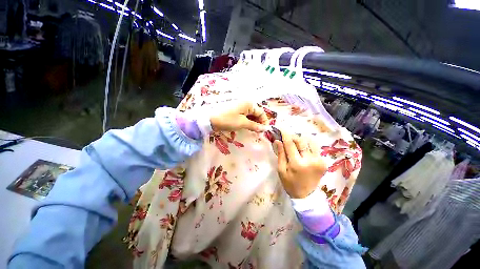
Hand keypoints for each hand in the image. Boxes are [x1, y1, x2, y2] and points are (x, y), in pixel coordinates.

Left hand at [210, 102, 268, 131]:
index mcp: (249, 103)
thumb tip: (265, 129)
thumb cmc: (228, 120)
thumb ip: (255, 126)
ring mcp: (239, 106)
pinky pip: (245, 115)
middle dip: (259, 122)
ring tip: (253, 131)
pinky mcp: (235, 110)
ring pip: (251, 115)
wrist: (210, 119)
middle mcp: (245, 103)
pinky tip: (247, 128)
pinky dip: (247, 121)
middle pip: (256, 113)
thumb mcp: (243, 123)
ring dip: (253, 123)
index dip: (264, 122)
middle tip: (259, 133)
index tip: (264, 131)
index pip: (261, 112)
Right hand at [274, 131, 326, 198]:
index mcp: (296, 164)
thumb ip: (280, 155)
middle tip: (290, 139)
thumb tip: (278, 141)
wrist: (306, 195)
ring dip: (304, 142)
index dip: (286, 135)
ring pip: (311, 143)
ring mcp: (318, 161)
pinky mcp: (324, 163)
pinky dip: (310, 149)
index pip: (290, 144)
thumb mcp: (281, 171)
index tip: (282, 129)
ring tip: (299, 146)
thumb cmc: (290, 184)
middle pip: (302, 141)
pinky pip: (316, 150)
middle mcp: (309, 160)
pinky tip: (306, 154)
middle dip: (295, 137)